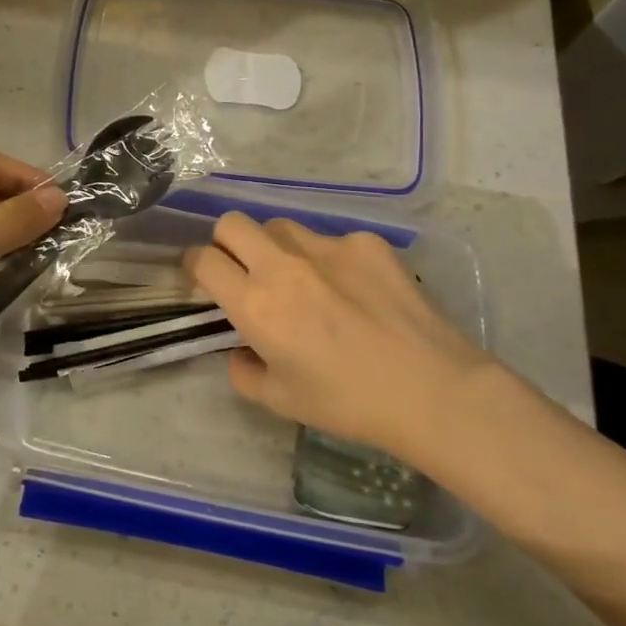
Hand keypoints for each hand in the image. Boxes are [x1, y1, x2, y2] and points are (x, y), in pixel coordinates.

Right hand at [188, 214, 502, 462]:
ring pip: (281, 226)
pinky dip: (330, 260)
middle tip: (245, 272)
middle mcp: (283, 265)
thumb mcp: (280, 400)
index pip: (203, 260)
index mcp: (255, 304)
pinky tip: (356, 290)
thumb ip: (243, 371)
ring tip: (303, 280)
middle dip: (227, 244)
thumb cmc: (347, 402)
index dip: (195, 265)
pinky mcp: (366, 242)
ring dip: (276, 248)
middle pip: (232, 224)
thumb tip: (241, 351)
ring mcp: (327, 247)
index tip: (204, 278)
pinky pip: (332, 240)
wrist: (431, 389)